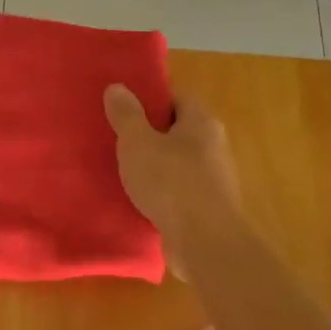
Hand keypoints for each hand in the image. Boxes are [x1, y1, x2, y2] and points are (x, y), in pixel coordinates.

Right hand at [104, 84, 242, 273]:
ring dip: (154, 166)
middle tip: (117, 139)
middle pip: (177, 131)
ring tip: (122, 170)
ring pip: (177, 163)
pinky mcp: (207, 208)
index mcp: (202, 122)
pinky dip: (160, 192)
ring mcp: (214, 179)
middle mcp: (214, 146)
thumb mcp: (138, 142)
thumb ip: (126, 115)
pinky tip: (139, 200)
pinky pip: (178, 191)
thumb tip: (117, 87)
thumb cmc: (170, 182)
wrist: (205, 242)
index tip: (123, 109)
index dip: (150, 100)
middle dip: (149, 134)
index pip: (177, 98)